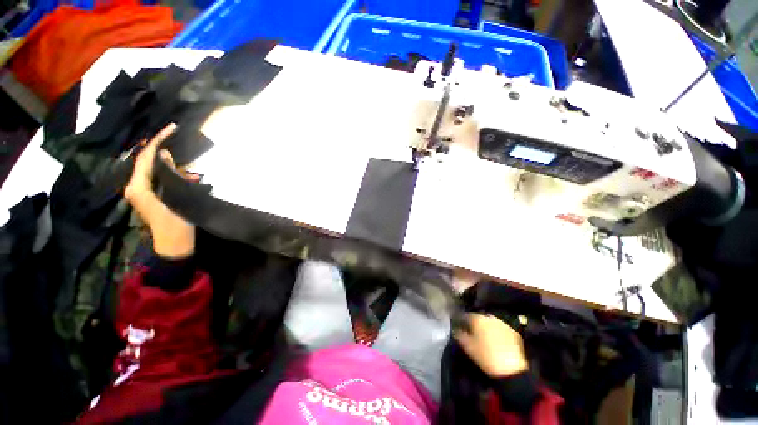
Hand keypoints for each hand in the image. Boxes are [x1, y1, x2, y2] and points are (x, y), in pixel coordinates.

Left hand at [124, 123, 195, 258]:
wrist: (174, 244)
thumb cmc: (176, 224)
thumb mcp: (176, 198)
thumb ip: (170, 175)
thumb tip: (166, 155)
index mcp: (138, 186)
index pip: (145, 157)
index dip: (158, 140)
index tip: (171, 128)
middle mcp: (135, 186)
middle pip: (146, 161)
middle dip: (162, 150)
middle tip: (176, 138)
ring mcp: (141, 191)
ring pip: (153, 168)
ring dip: (168, 163)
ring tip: (186, 164)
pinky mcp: (149, 196)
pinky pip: (157, 177)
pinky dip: (169, 172)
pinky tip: (182, 173)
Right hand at [455, 313, 527, 377]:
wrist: (512, 369)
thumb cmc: (485, 356)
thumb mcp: (467, 347)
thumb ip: (459, 335)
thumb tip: (456, 329)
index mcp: (477, 319)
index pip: (465, 315)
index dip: (460, 321)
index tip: (458, 326)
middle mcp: (489, 317)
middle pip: (478, 317)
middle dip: (474, 323)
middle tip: (471, 332)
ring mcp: (502, 323)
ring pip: (490, 322)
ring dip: (486, 327)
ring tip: (484, 337)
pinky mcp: (513, 332)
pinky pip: (501, 329)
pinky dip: (497, 333)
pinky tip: (496, 341)